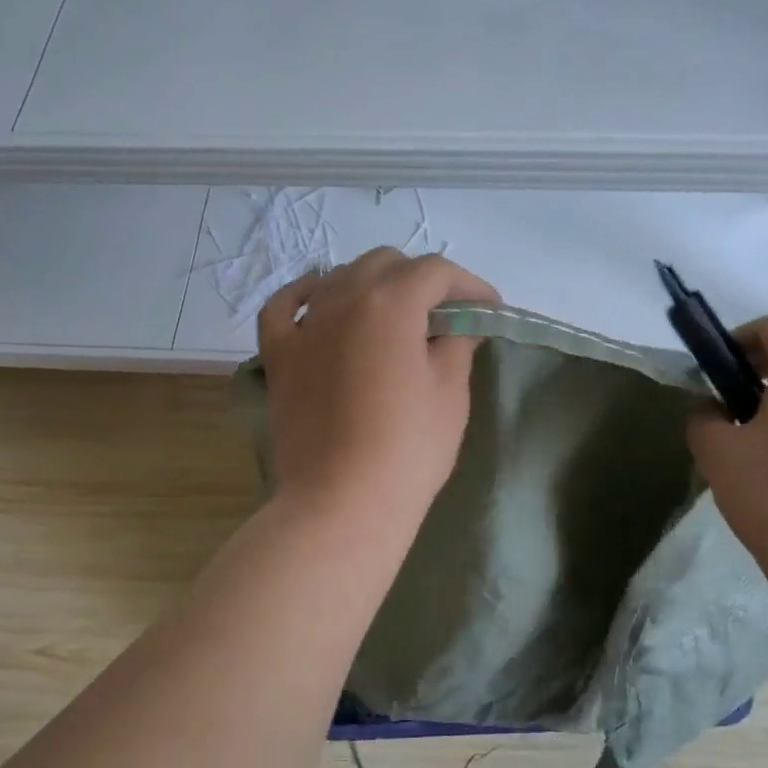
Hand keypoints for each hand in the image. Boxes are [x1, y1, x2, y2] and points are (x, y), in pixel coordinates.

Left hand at [257, 248, 500, 527]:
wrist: (341, 503)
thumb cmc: (408, 449)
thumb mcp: (450, 392)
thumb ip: (456, 344)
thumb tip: (458, 326)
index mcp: (390, 303)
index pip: (436, 272)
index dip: (469, 285)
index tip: (489, 310)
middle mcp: (342, 299)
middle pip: (385, 264)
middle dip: (421, 279)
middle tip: (444, 315)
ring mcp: (304, 325)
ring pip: (339, 278)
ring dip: (372, 285)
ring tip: (393, 315)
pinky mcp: (279, 355)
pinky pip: (284, 307)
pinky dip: (305, 296)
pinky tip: (319, 300)